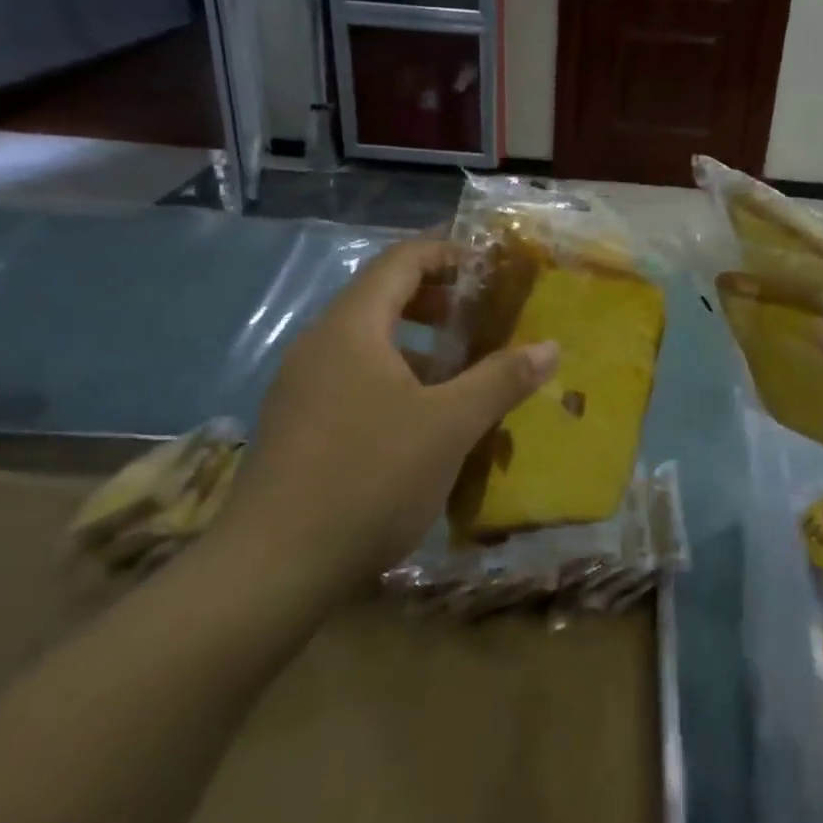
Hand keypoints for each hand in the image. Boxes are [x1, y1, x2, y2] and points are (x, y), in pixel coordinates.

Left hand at [220, 238, 558, 604]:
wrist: (272, 569)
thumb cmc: (369, 478)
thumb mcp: (450, 426)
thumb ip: (501, 379)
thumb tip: (550, 346)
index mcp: (351, 328)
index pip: (401, 261)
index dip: (447, 252)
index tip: (491, 266)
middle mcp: (319, 345)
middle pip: (382, 299)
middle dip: (438, 302)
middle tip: (485, 318)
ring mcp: (302, 388)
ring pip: (369, 345)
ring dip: (420, 348)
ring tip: (464, 373)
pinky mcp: (297, 427)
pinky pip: (354, 381)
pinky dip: (395, 381)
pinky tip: (424, 423)